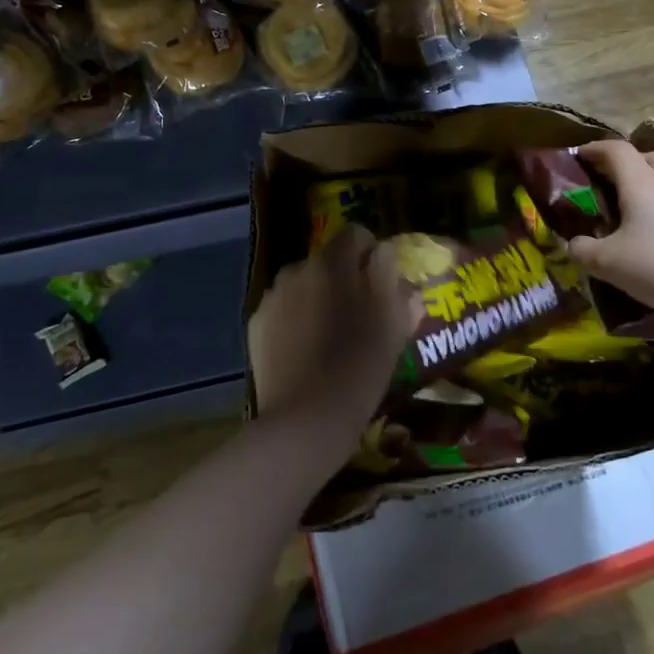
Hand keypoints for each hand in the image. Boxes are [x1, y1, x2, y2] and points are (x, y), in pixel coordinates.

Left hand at [248, 224, 420, 439]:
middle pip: (327, 261)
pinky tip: (305, 351)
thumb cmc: (361, 366)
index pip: (356, 234)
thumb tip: (392, 265)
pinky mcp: (257, 324)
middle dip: (344, 278)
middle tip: (360, 313)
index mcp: (334, 263)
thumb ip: (396, 286)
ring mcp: (273, 297)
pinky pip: (283, 310)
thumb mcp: (394, 326)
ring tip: (330, 335)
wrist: (307, 418)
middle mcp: (298, 269)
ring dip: (317, 298)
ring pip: (303, 285)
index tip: (383, 282)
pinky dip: (294, 320)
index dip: (372, 253)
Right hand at [567, 140, 653, 334]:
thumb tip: (572, 244)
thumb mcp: (609, 263)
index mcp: (641, 183)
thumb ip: (584, 250)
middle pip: (651, 157)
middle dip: (630, 163)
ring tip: (631, 213)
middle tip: (611, 181)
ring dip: (650, 188)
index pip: (617, 150)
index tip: (578, 156)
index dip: (595, 149)